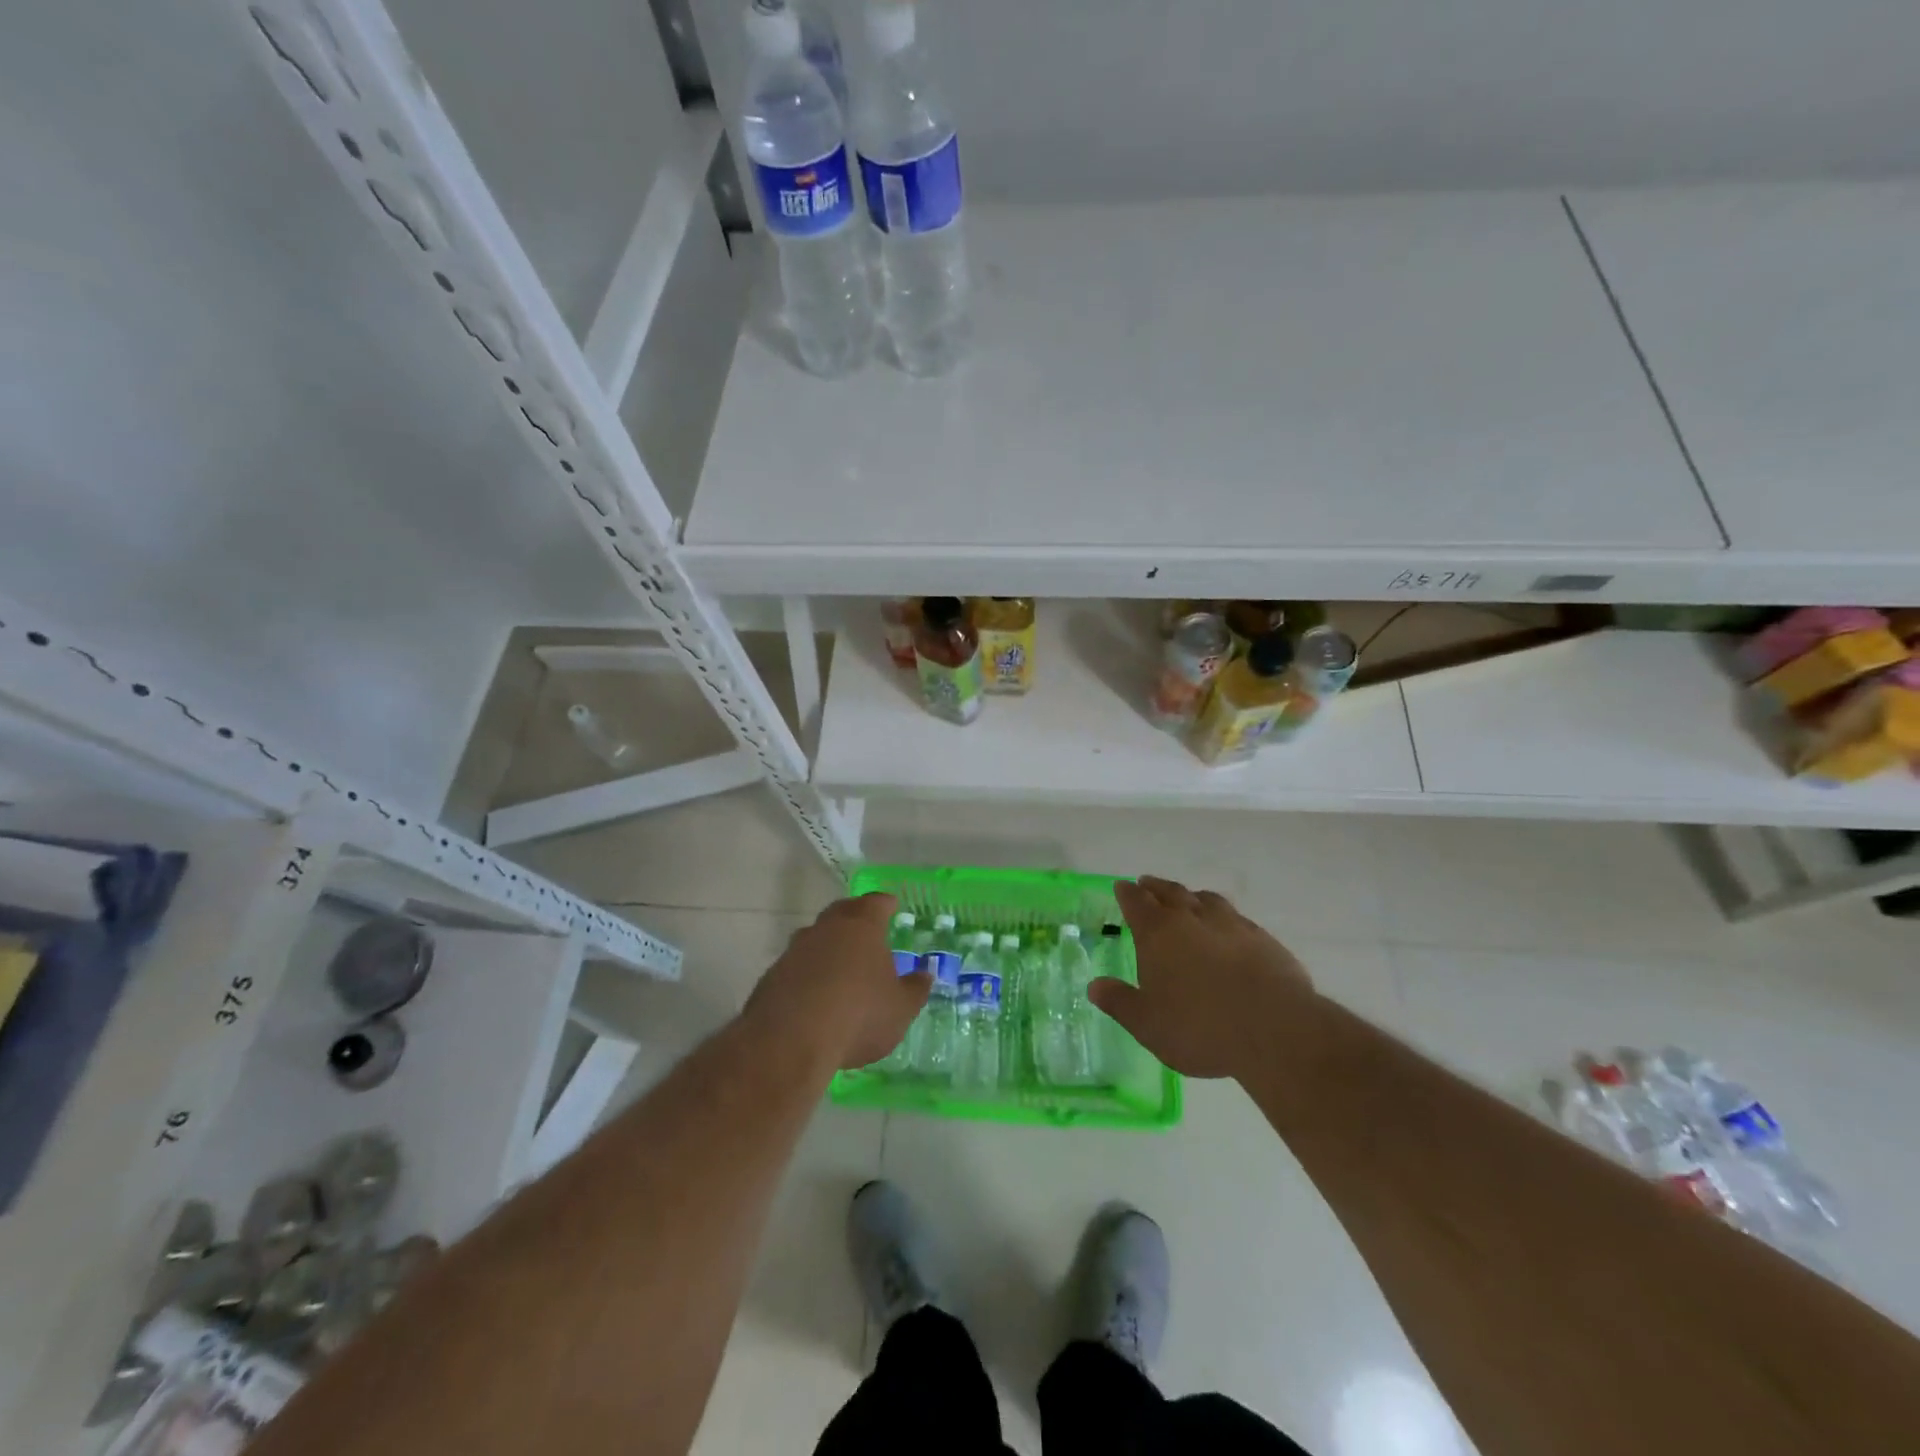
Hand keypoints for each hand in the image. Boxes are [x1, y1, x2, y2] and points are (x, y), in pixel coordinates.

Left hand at [745, 892, 931, 1071]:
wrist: (791, 1041)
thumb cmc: (859, 1015)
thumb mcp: (900, 1008)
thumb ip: (914, 989)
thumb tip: (924, 975)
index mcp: (861, 927)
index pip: (876, 903)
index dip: (885, 904)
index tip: (891, 905)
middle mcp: (827, 929)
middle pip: (842, 912)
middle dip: (854, 916)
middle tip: (866, 927)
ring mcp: (795, 950)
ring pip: (816, 937)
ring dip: (828, 945)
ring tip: (840, 963)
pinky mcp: (772, 975)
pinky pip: (796, 965)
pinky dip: (807, 972)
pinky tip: (814, 993)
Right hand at [1089, 876, 1317, 1079]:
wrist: (1276, 1029)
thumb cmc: (1201, 1027)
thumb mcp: (1148, 1024)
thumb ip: (1120, 1002)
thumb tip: (1095, 986)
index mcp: (1158, 933)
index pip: (1136, 902)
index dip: (1126, 893)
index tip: (1122, 886)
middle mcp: (1192, 918)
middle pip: (1170, 892)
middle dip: (1155, 887)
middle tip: (1147, 883)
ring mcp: (1231, 924)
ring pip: (1205, 899)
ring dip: (1191, 896)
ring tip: (1187, 899)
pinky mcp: (1262, 939)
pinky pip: (1235, 917)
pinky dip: (1222, 916)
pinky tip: (1226, 929)